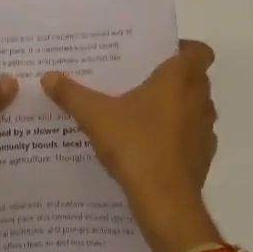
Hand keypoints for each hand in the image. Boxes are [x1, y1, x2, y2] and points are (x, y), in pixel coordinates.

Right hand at [42, 41, 219, 251]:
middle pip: (196, 79)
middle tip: (141, 79)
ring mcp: (204, 131)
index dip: (184, 48)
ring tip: (142, 111)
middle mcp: (199, 100)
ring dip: (177, 107)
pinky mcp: (202, 159)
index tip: (159, 54)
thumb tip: (48, 76)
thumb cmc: (136, 146)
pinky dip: (177, 136)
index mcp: (179, 80)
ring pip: (195, 108)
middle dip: (174, 78)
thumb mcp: (95, 116)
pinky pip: (191, 137)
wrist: (165, 203)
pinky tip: (149, 144)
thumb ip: (72, 94)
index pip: (199, 51)